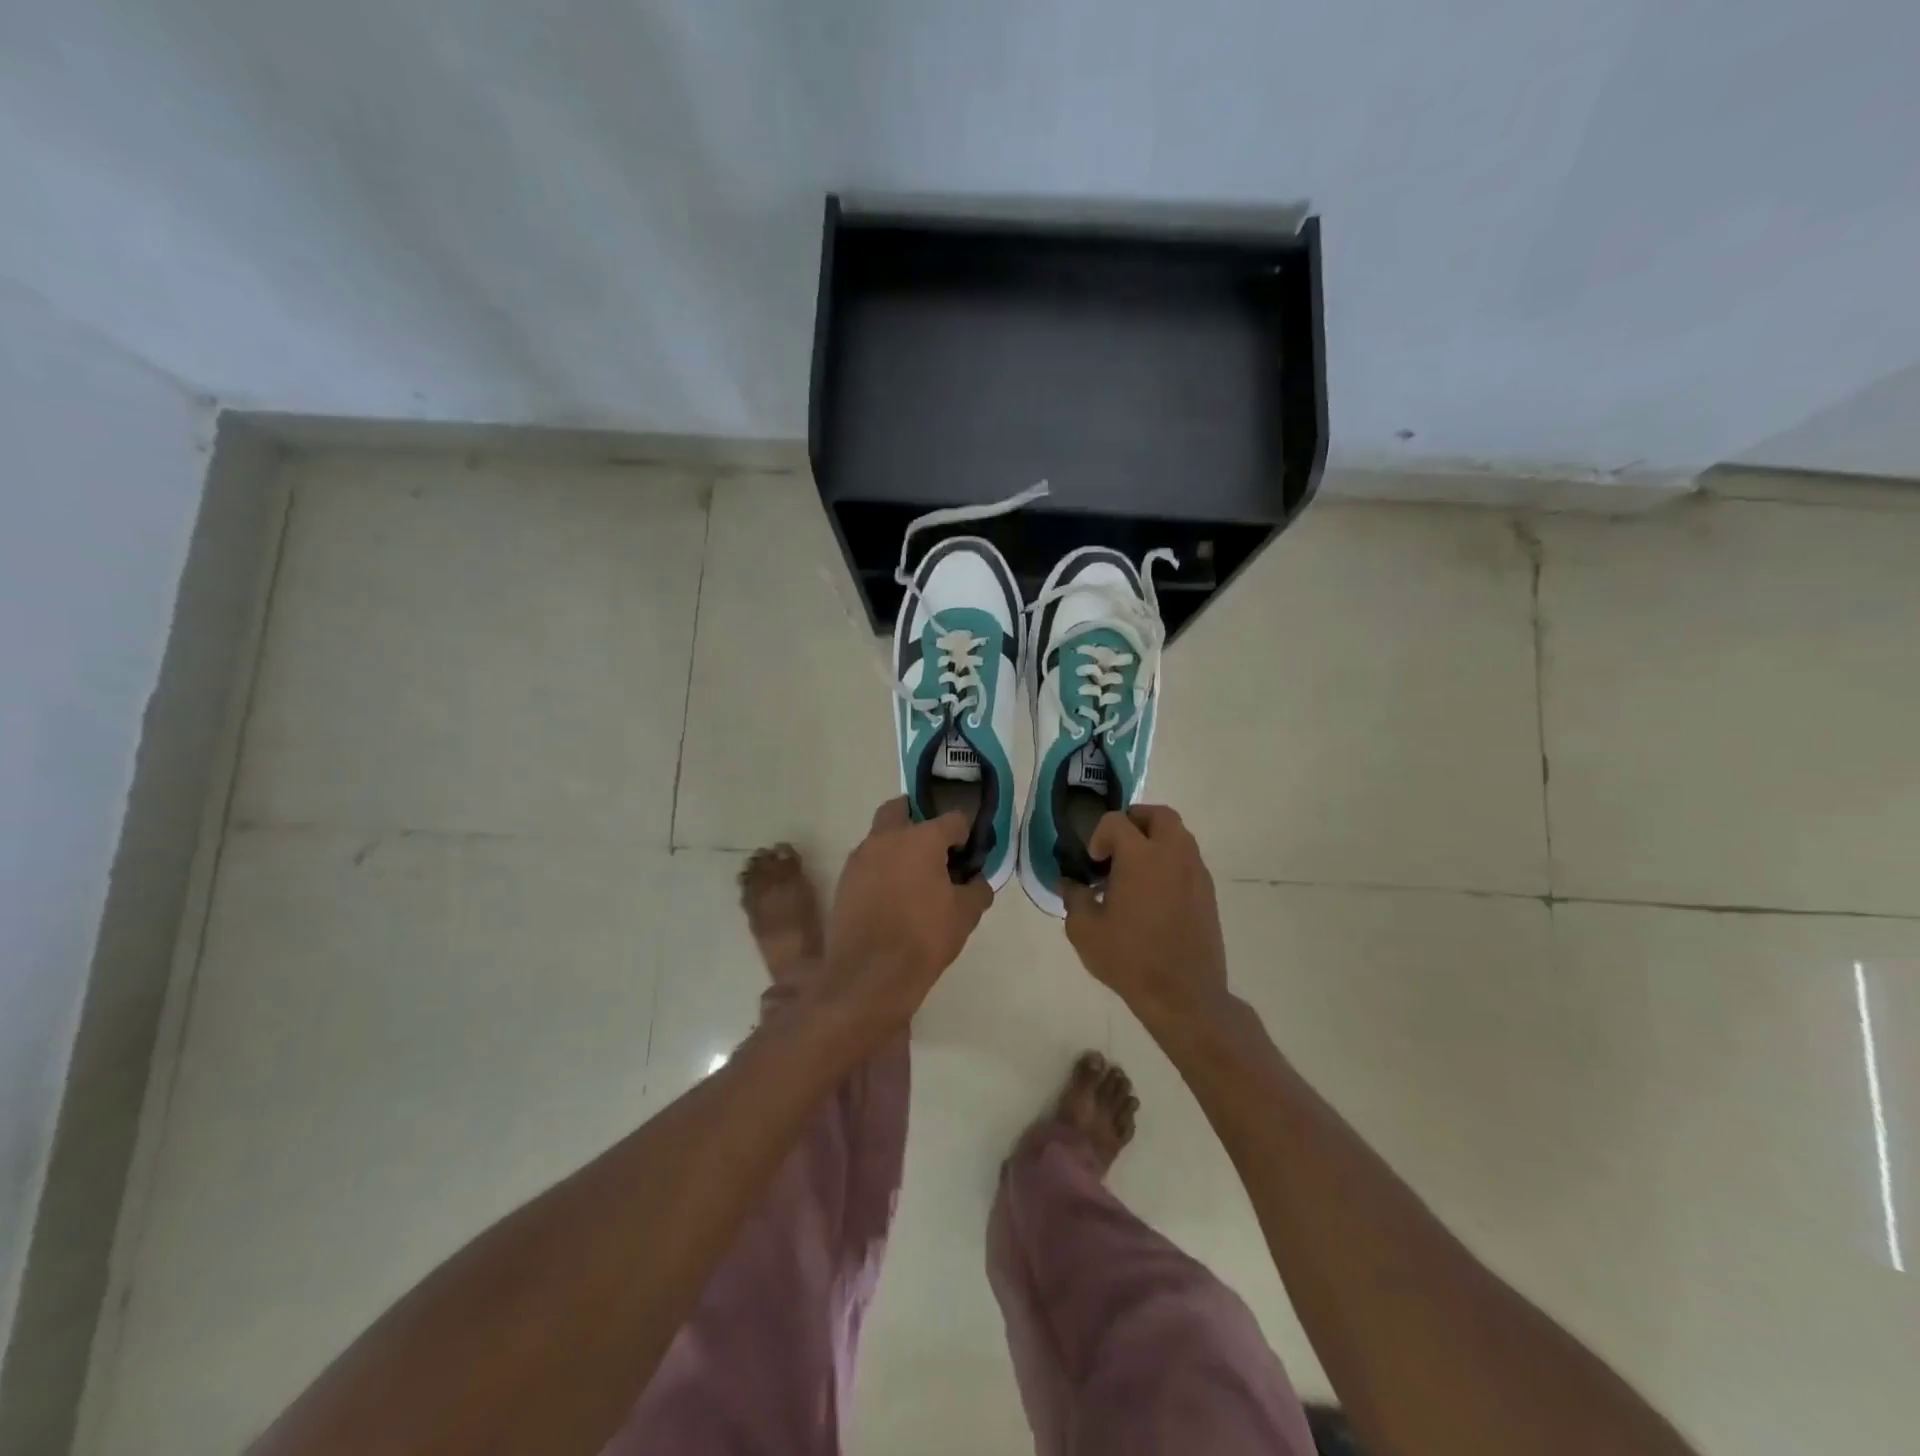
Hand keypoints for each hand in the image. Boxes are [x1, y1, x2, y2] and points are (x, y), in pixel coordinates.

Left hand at [818, 797, 992, 1033]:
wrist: (869, 976)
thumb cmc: (924, 938)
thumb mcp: (965, 915)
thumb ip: (977, 889)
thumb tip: (976, 881)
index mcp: (921, 839)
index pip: (952, 819)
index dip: (965, 835)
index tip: (968, 856)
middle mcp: (887, 838)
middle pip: (902, 809)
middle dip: (919, 818)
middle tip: (934, 847)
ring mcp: (860, 857)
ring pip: (881, 835)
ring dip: (897, 845)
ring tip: (913, 877)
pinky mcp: (845, 880)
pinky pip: (867, 862)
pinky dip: (881, 868)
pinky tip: (892, 896)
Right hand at [1061, 805, 1227, 1029]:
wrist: (1184, 995)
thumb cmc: (1130, 959)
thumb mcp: (1085, 931)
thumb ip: (1074, 898)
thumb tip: (1069, 884)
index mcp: (1141, 857)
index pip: (1116, 821)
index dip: (1098, 835)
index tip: (1092, 862)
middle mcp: (1173, 855)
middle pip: (1159, 815)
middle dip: (1135, 821)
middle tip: (1117, 846)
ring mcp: (1196, 872)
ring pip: (1178, 835)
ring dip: (1155, 840)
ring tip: (1135, 871)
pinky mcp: (1208, 893)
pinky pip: (1188, 860)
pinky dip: (1170, 862)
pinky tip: (1154, 894)